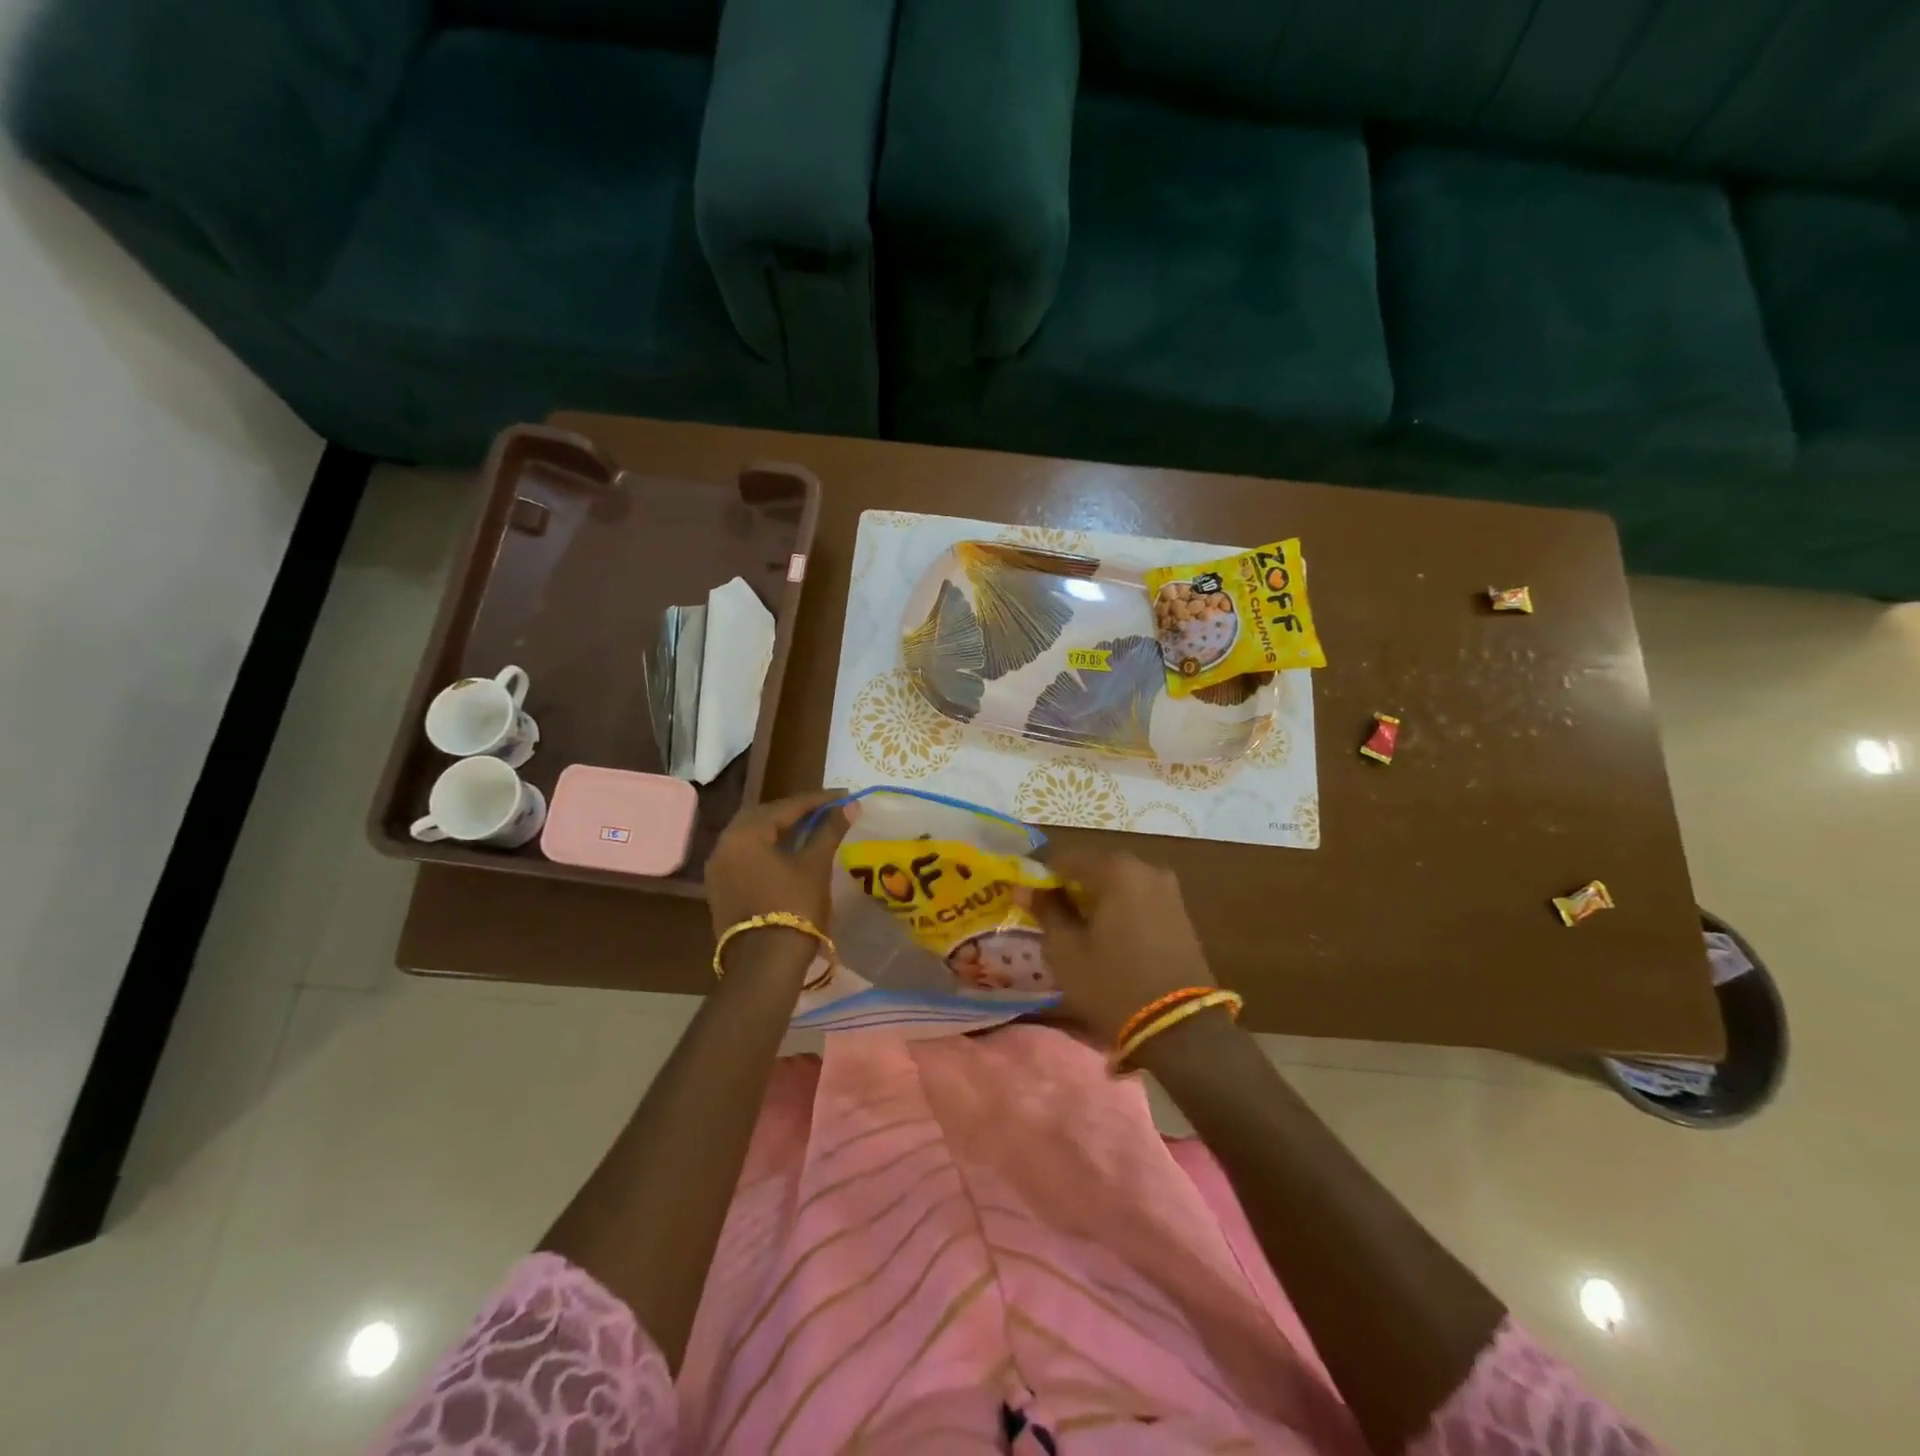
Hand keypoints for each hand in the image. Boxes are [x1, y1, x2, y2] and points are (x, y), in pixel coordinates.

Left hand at [704, 791, 849, 938]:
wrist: (764, 964)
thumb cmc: (794, 907)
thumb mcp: (815, 866)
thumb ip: (830, 830)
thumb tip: (850, 805)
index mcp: (745, 833)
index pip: (786, 806)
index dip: (818, 800)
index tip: (843, 796)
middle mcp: (724, 844)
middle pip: (764, 817)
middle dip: (796, 812)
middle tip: (825, 811)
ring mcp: (718, 868)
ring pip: (753, 837)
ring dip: (780, 830)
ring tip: (811, 830)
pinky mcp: (720, 889)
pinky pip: (746, 857)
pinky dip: (768, 850)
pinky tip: (789, 854)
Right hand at [1033, 849, 1216, 1043]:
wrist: (1181, 1027)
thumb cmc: (1112, 984)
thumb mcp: (1066, 951)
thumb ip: (1045, 911)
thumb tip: (1025, 889)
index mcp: (1116, 869)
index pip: (1064, 857)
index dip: (1040, 873)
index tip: (1024, 894)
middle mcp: (1145, 868)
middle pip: (1094, 867)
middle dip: (1069, 885)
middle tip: (1047, 911)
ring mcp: (1168, 889)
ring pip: (1117, 883)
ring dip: (1094, 897)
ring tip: (1074, 926)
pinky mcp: (1180, 912)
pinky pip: (1137, 898)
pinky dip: (1117, 907)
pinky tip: (1104, 933)